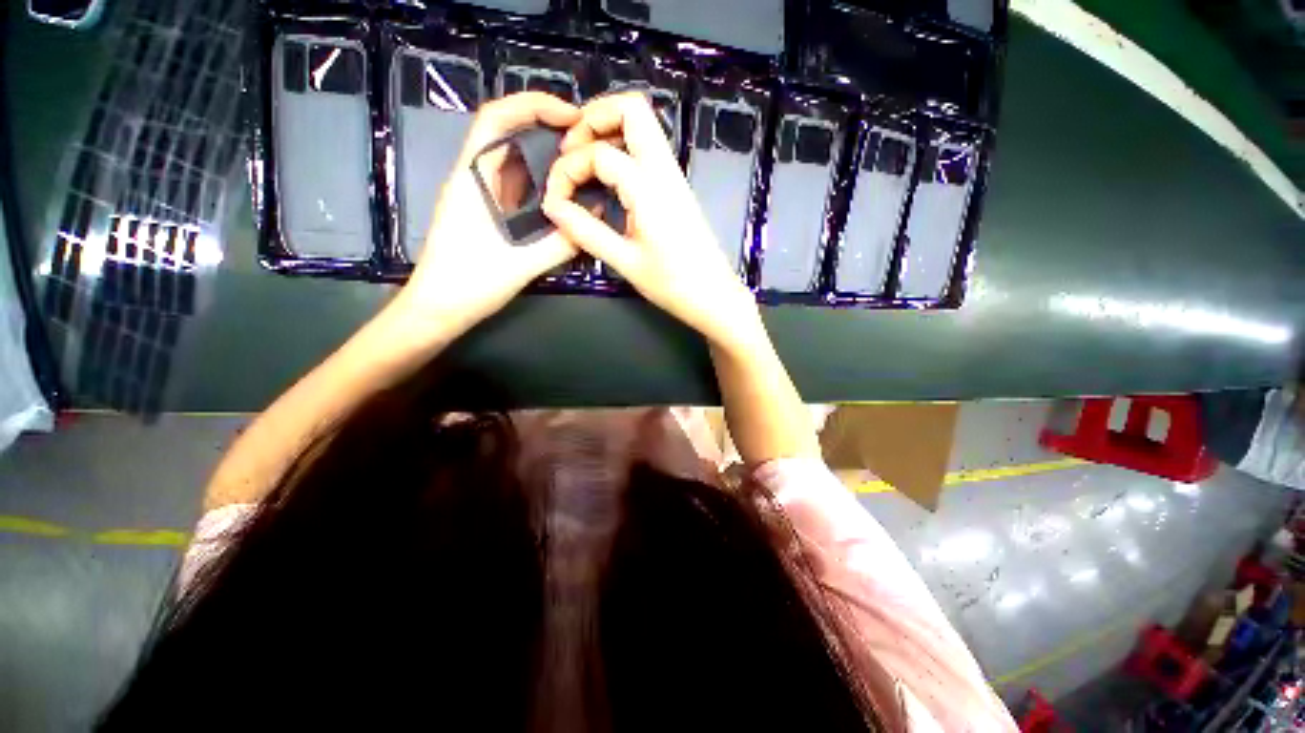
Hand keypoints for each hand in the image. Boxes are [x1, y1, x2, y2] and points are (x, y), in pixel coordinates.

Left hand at [394, 93, 581, 337]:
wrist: (437, 309)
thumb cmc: (469, 284)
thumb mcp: (521, 264)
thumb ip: (560, 242)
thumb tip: (593, 217)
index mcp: (473, 179)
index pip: (497, 119)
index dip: (534, 105)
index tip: (572, 116)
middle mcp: (474, 179)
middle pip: (507, 133)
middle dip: (546, 126)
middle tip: (585, 140)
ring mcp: (479, 196)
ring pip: (512, 160)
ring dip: (544, 154)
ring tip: (580, 162)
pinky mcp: (486, 213)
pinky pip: (515, 186)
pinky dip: (539, 181)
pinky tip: (562, 193)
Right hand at [540, 92, 761, 352]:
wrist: (714, 296)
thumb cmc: (673, 284)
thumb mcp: (626, 262)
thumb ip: (587, 232)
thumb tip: (554, 207)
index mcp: (649, 188)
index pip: (598, 154)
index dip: (568, 170)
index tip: (555, 199)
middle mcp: (664, 171)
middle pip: (632, 109)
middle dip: (593, 118)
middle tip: (569, 150)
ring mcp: (674, 177)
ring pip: (642, 126)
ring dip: (608, 130)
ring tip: (582, 160)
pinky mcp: (677, 188)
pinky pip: (648, 150)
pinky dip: (622, 149)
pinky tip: (606, 179)